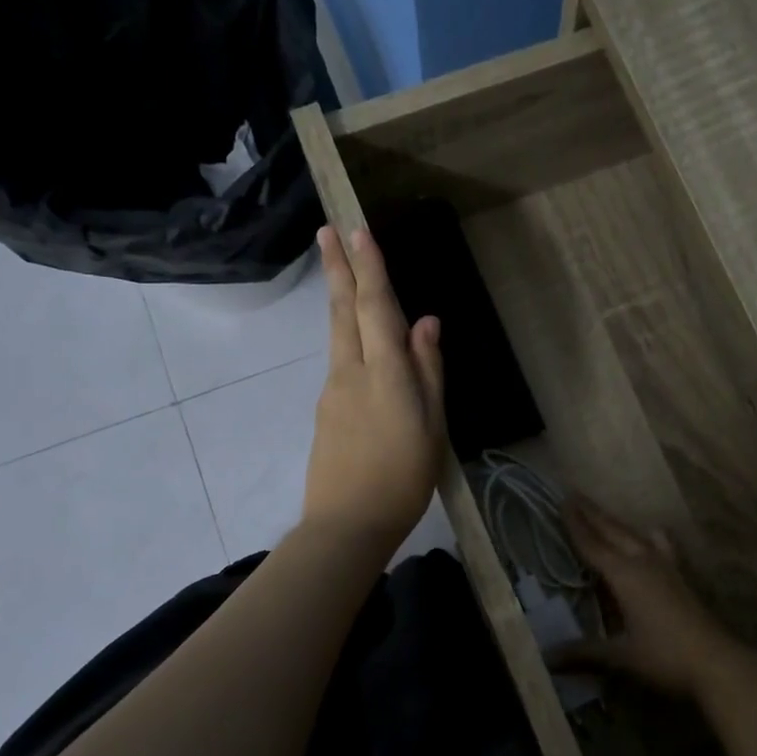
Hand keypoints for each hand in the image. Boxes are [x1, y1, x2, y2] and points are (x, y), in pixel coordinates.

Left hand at [301, 226, 445, 551]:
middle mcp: (350, 372)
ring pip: (336, 335)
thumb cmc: (403, 478)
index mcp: (384, 373)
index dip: (369, 268)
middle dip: (337, 268)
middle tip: (326, 231)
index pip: (375, 307)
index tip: (357, 230)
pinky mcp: (324, 412)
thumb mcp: (431, 427)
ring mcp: (332, 392)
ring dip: (338, 299)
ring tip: (341, 273)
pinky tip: (359, 346)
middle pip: (342, 311)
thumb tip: (425, 323)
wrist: (346, 525)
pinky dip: (347, 339)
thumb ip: (428, 372)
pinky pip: (339, 363)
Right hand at [553, 494, 754, 699]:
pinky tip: (653, 535)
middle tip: (574, 495)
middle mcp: (644, 562)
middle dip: (593, 514)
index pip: (593, 545)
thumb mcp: (621, 656)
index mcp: (625, 575)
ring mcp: (666, 567)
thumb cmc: (665, 656)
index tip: (562, 500)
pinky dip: (648, 536)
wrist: (717, 662)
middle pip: (614, 531)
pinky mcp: (680, 578)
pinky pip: (659, 545)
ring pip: (635, 535)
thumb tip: (546, 658)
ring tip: (602, 513)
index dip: (576, 524)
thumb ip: (583, 653)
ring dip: (616, 523)